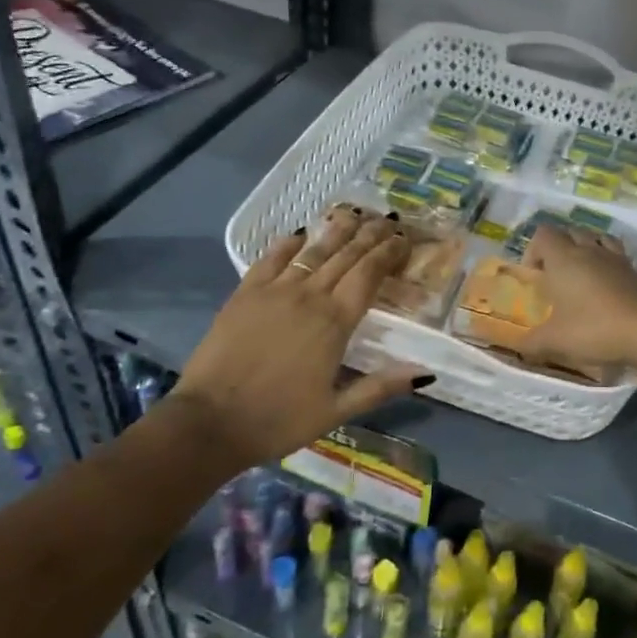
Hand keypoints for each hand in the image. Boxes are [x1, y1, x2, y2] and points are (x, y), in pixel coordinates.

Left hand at [162, 209, 430, 468]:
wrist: (210, 423)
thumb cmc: (278, 420)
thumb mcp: (336, 411)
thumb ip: (380, 387)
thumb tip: (425, 373)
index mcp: (336, 322)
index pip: (369, 274)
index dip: (388, 253)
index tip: (403, 239)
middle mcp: (310, 296)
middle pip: (347, 255)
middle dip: (370, 235)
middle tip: (387, 219)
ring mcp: (275, 290)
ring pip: (314, 251)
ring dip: (337, 230)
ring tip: (354, 214)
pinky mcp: (245, 293)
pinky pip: (271, 258)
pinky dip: (289, 243)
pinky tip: (300, 233)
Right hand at [519, 224, 636, 371]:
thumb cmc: (595, 328)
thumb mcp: (555, 341)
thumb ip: (531, 342)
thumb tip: (517, 346)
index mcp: (563, 259)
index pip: (543, 234)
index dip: (534, 250)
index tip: (534, 276)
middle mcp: (589, 250)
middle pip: (570, 231)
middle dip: (559, 247)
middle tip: (555, 276)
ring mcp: (616, 258)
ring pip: (596, 238)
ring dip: (586, 249)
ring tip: (582, 274)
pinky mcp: (636, 270)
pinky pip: (617, 254)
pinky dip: (608, 262)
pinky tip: (608, 284)